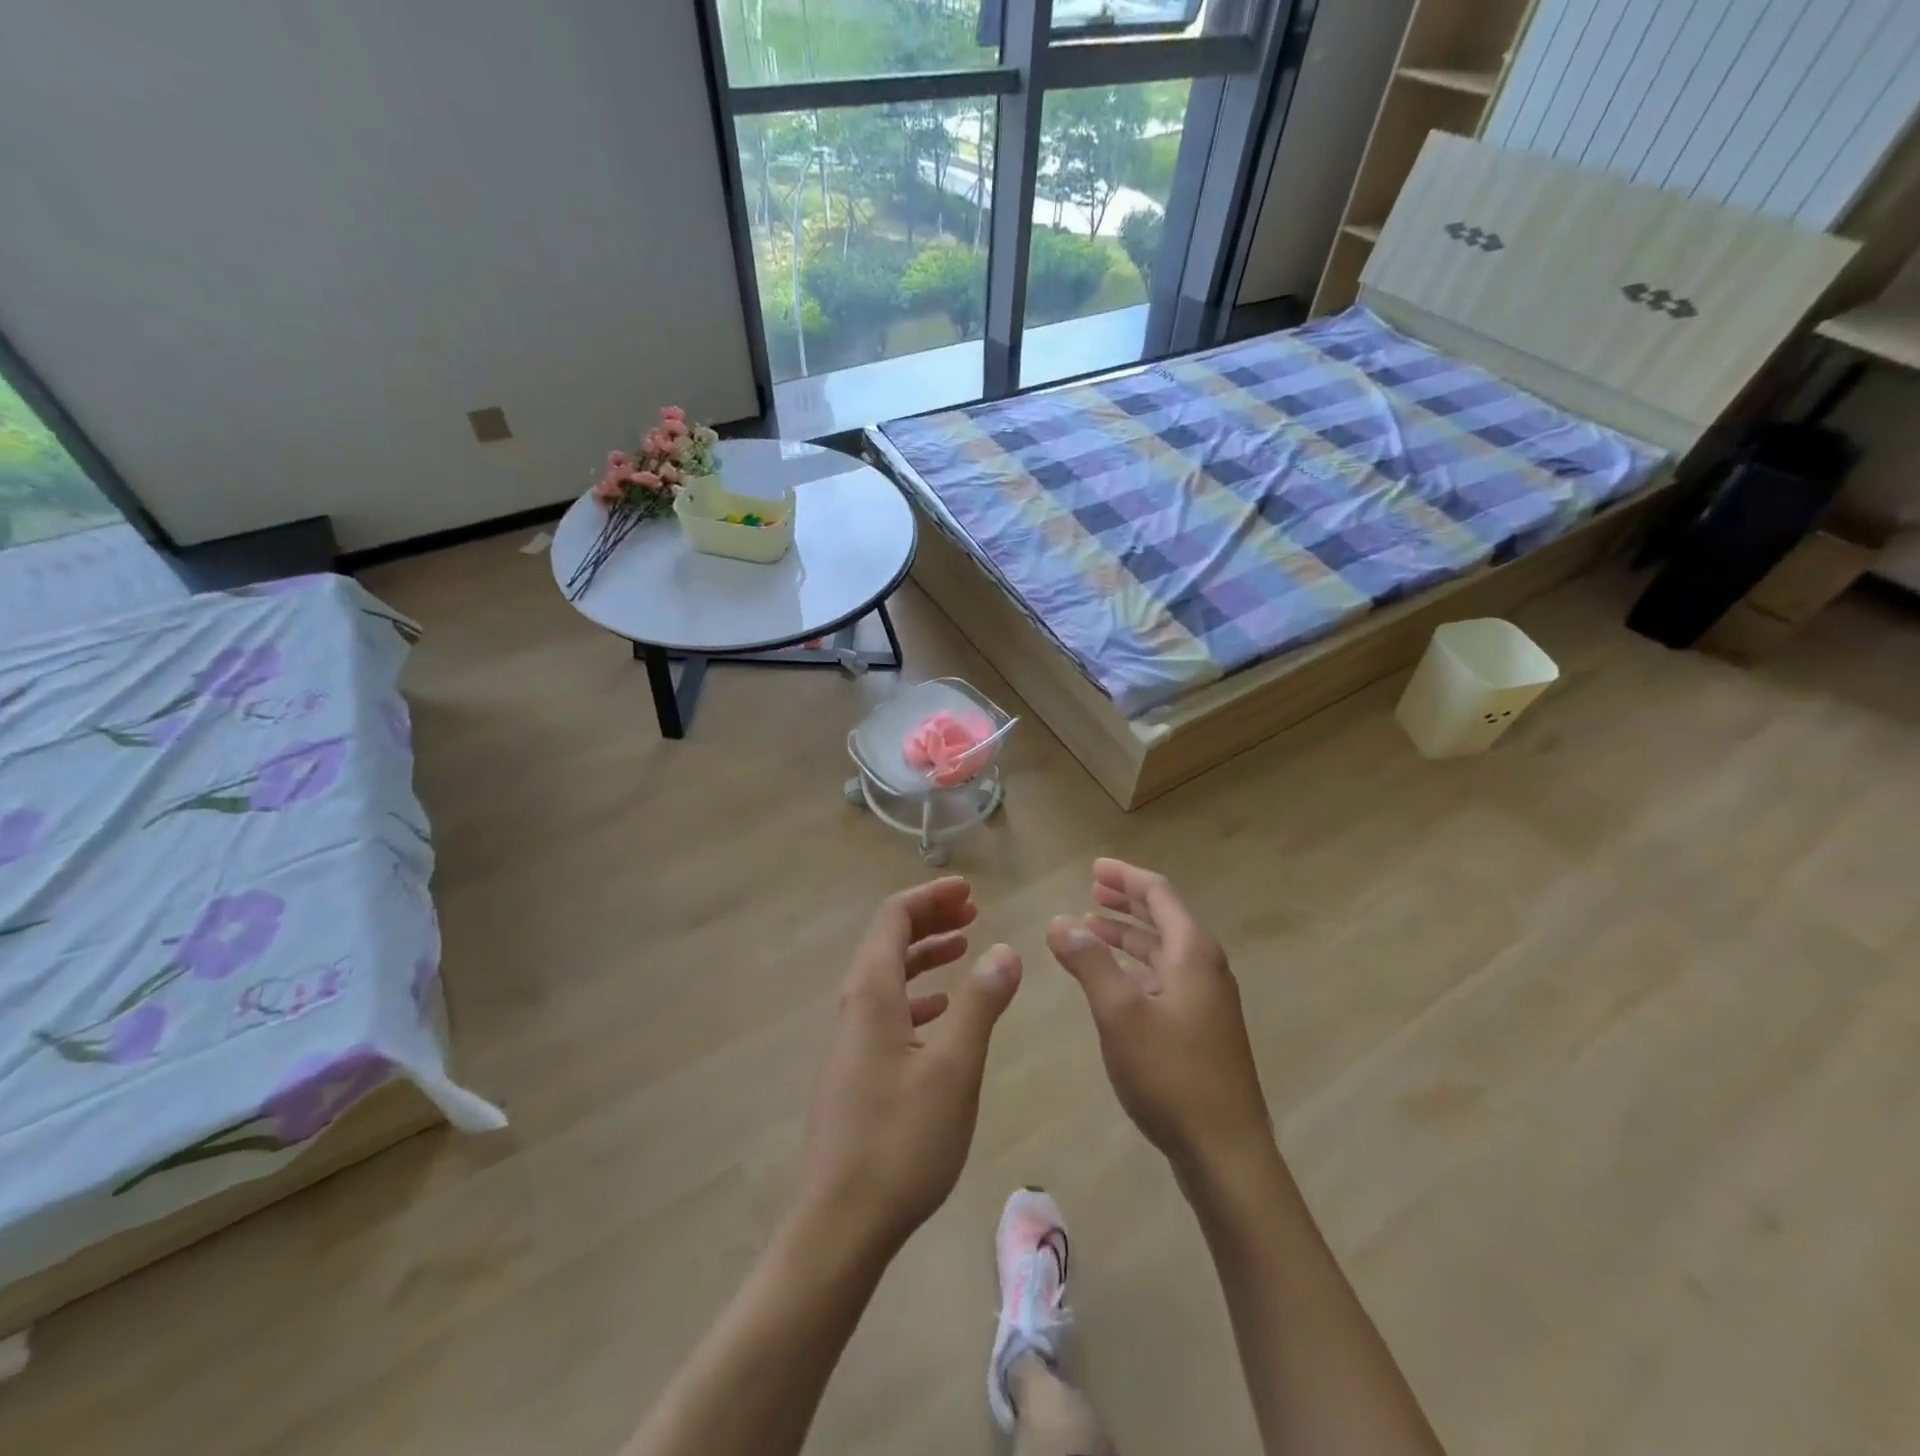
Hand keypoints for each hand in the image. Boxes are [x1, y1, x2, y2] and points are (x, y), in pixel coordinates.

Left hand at [799, 877, 1021, 1256]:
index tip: (969, 892)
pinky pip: (885, 1008)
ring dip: (924, 954)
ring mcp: (849, 1039)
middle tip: (973, 912)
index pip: (893, 917)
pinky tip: (941, 1011)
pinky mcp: (853, 1069)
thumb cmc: (902, 1140)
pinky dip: (916, 994)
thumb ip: (980, 1003)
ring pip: (887, 974)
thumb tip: (1005, 950)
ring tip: (964, 948)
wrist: (840, 1222)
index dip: (931, 896)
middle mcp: (853, 1005)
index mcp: (871, 992)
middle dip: (930, 919)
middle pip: (888, 940)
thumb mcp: (955, 1067)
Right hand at [1047, 858, 1271, 1178]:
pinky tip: (1113, 978)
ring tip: (1090, 928)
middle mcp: (1204, 967)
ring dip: (1127, 935)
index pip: (1158, 894)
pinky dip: (1135, 966)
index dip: (1125, 876)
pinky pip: (1164, 977)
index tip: (1094, 867)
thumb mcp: (1120, 1013)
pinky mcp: (1201, 1028)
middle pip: (1162, 918)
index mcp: (1192, 952)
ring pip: (1162, 950)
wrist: (1225, 1151)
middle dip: (1125, 901)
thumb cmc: (1171, 1074)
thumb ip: (1089, 963)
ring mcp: (1206, 1000)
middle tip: (1090, 889)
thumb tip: (1059, 922)